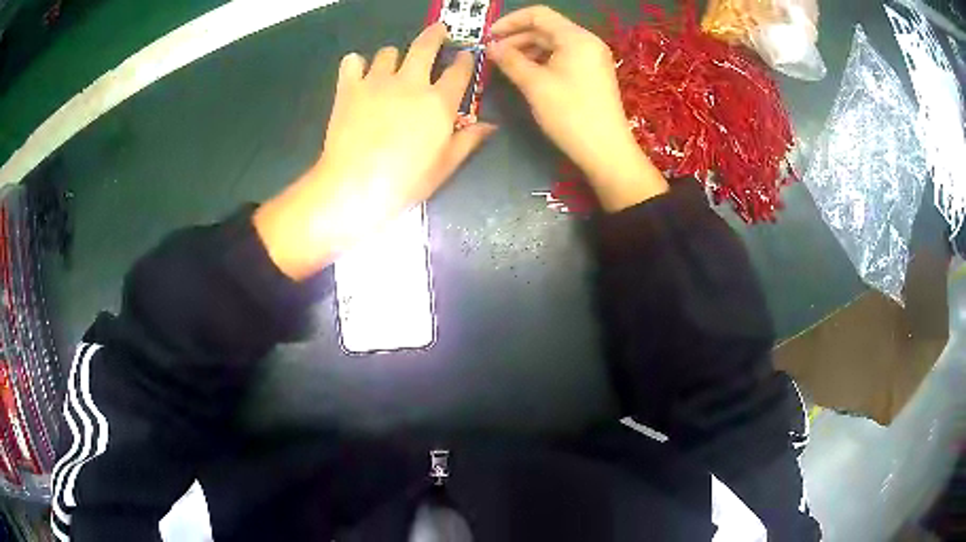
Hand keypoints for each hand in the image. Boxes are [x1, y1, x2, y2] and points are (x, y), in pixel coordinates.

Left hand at [255, 23, 495, 279]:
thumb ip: (468, 140)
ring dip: (393, 57)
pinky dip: (356, 64)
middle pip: (425, 45)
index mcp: (439, 101)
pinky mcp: (349, 88)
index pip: (459, 70)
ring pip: (388, 52)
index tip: (465, 56)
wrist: (355, 185)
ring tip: (391, 67)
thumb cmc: (406, 180)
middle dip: (435, 35)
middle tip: (438, 32)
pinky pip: (352, 62)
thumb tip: (490, 125)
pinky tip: (357, 74)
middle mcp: (410, 82)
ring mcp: (377, 81)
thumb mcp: (445, 165)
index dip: (465, 60)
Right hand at [487, 6, 666, 211]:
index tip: (488, 37)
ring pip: (554, 44)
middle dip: (517, 38)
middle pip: (546, 28)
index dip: (510, 21)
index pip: (538, 14)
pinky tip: (527, 74)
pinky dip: (543, 61)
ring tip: (506, 66)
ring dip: (528, 50)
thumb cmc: (570, 114)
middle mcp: (587, 42)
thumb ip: (510, 60)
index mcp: (576, 38)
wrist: (606, 151)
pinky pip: (563, 57)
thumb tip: (491, 47)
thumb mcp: (535, 85)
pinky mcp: (592, 74)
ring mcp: (592, 58)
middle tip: (492, 54)